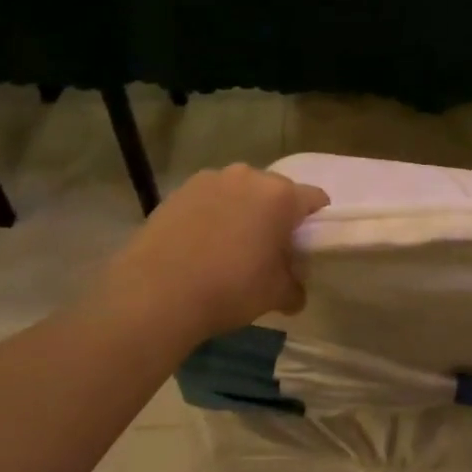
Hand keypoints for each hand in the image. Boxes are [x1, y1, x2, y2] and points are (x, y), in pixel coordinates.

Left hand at [82, 165, 329, 344]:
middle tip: (267, 249)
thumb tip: (294, 292)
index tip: (306, 246)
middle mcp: (248, 176)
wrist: (155, 293)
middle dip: (275, 215)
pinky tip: (199, 246)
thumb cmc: (229, 289)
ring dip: (242, 212)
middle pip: (275, 192)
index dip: (315, 222)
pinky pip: (208, 199)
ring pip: (239, 192)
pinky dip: (211, 215)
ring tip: (228, 247)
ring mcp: (210, 180)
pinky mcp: (178, 191)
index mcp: (280, 196)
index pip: (315, 199)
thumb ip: (294, 287)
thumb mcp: (275, 295)